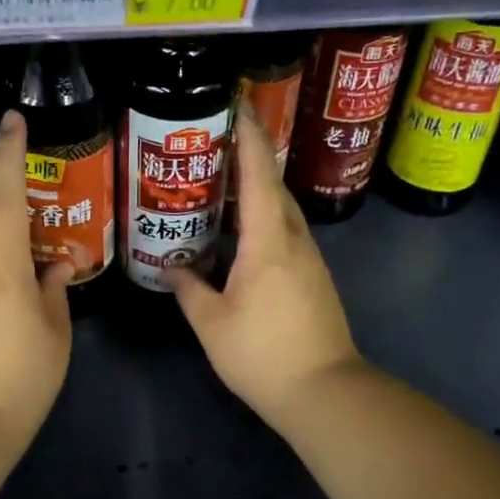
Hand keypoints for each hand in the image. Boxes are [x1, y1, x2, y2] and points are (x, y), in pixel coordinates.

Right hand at [166, 107, 360, 431]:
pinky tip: (237, 234)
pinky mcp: (313, 277)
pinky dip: (261, 220)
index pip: (259, 175)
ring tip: (218, 186)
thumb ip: (190, 289)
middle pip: (273, 186)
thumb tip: (174, 269)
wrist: (325, 393)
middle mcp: (294, 239)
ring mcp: (309, 258)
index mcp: (269, 241)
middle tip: (211, 146)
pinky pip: (284, 232)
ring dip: (254, 191)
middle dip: (247, 159)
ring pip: (281, 210)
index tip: (235, 105)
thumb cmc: (263, 355)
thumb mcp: (211, 323)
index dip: (248, 137)